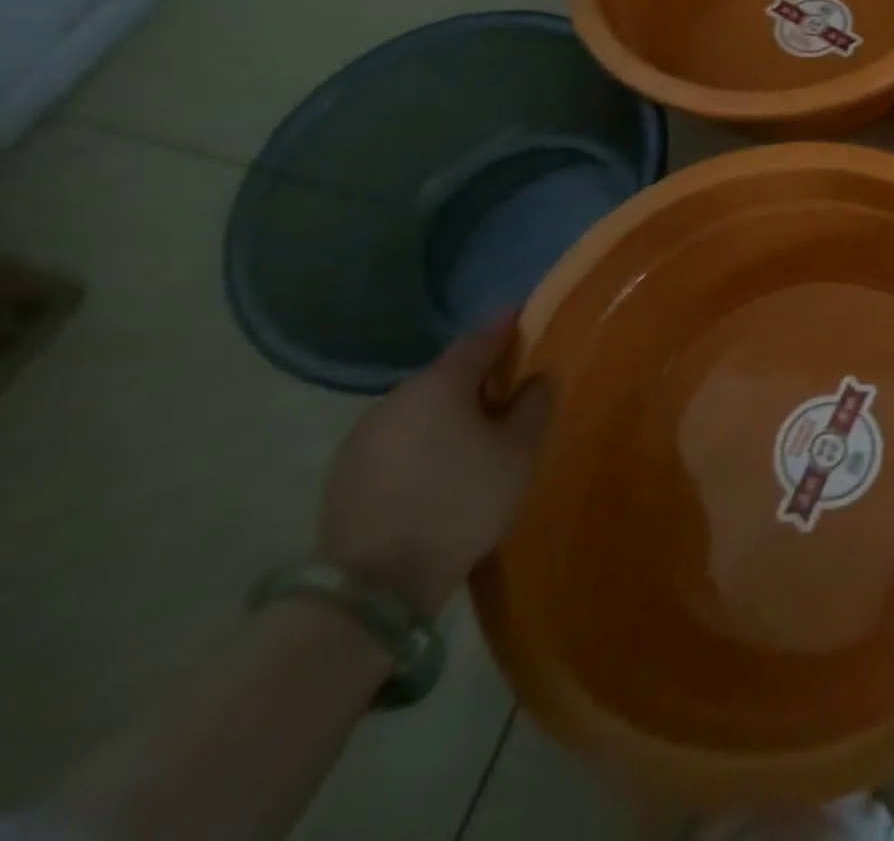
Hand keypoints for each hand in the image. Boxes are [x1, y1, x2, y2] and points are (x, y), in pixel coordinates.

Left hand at [317, 318, 552, 616]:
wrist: (374, 585)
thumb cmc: (462, 502)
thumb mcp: (519, 451)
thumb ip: (534, 404)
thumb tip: (538, 377)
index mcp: (441, 383)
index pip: (481, 337)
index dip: (507, 325)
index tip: (525, 316)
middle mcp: (397, 396)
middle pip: (448, 373)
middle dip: (480, 375)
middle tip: (511, 388)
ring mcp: (365, 434)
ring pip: (421, 407)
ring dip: (450, 410)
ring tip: (478, 432)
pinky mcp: (347, 471)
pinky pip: (400, 437)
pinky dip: (424, 438)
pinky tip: (440, 465)